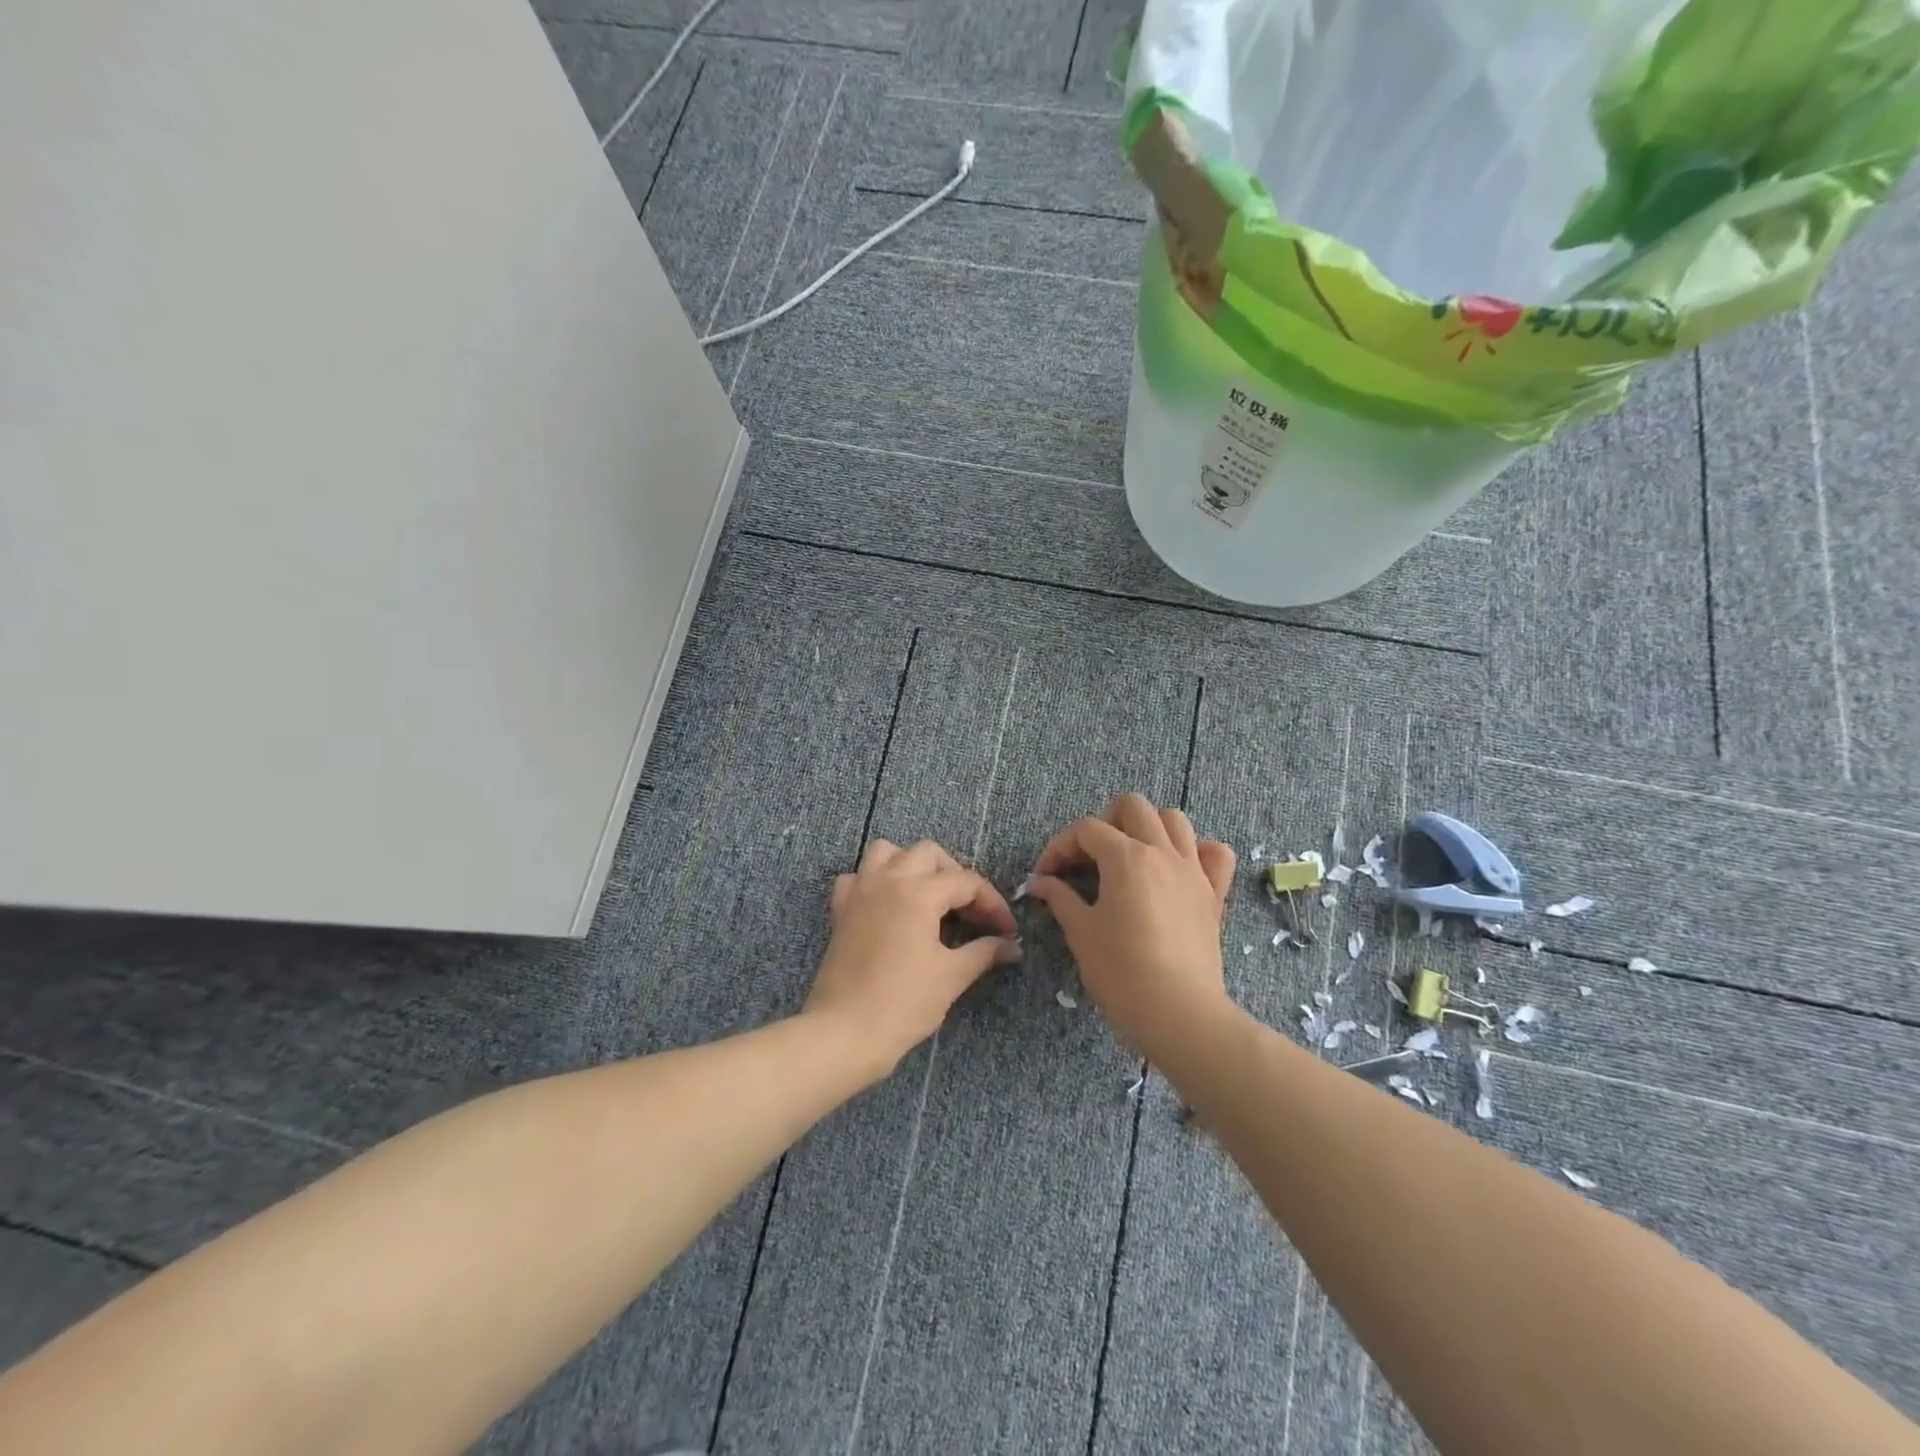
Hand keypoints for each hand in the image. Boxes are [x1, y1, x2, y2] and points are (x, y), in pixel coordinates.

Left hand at [806, 838, 1021, 1077]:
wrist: (844, 1032)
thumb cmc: (904, 1003)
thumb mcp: (951, 976)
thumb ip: (984, 952)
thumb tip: (1011, 946)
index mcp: (918, 892)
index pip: (967, 881)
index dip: (993, 903)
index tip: (1007, 931)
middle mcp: (887, 880)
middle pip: (929, 854)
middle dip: (955, 875)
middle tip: (970, 911)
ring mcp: (859, 891)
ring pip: (887, 852)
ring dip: (912, 865)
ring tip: (929, 896)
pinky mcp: (840, 911)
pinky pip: (857, 877)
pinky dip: (874, 881)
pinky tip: (887, 906)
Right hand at [1026, 793, 1235, 1061]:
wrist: (1180, 1015)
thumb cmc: (1121, 973)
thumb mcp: (1081, 933)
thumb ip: (1060, 898)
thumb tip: (1041, 882)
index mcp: (1126, 857)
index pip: (1086, 829)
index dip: (1059, 846)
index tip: (1046, 875)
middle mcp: (1162, 852)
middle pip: (1132, 806)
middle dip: (1104, 822)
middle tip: (1088, 858)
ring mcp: (1193, 870)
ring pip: (1174, 820)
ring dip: (1148, 828)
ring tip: (1130, 857)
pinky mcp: (1214, 894)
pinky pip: (1215, 853)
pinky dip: (1196, 851)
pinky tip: (1177, 869)